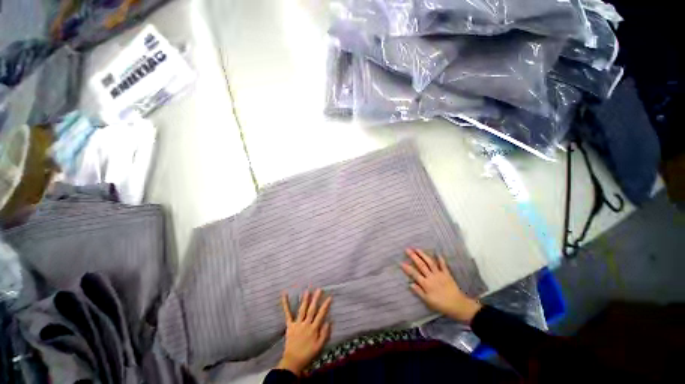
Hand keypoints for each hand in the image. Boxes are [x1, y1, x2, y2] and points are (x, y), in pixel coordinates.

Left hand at [277, 289, 331, 375]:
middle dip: (315, 299)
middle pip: (312, 309)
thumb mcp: (319, 347)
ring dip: (305, 300)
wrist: (293, 361)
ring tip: (307, 290)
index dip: (325, 305)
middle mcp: (306, 324)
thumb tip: (329, 321)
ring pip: (302, 310)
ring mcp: (297, 324)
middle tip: (319, 289)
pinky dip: (286, 304)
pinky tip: (285, 295)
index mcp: (313, 329)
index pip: (321, 314)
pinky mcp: (290, 325)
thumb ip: (324, 334)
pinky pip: (288, 314)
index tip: (329, 297)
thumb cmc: (308, 354)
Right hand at [401, 248, 481, 323]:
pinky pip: (443, 265)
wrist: (458, 306)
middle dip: (413, 257)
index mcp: (426, 284)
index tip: (401, 262)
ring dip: (423, 255)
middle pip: (421, 265)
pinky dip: (440, 259)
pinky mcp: (447, 274)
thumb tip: (410, 284)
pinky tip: (437, 253)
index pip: (414, 274)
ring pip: (430, 262)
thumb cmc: (441, 305)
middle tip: (407, 250)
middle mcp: (431, 277)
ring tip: (417, 249)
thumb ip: (419, 292)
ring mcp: (439, 274)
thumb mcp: (428, 301)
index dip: (407, 268)